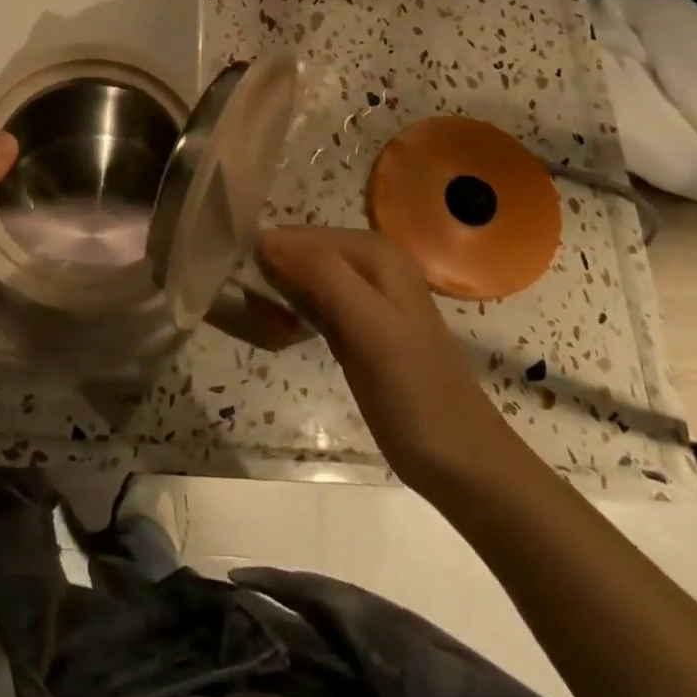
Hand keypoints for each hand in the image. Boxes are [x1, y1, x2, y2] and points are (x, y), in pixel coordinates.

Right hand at [256, 227, 514, 492]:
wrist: (462, 462)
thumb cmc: (415, 393)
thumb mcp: (368, 326)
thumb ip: (320, 275)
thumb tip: (261, 238)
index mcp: (374, 250)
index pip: (297, 234)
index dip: (265, 255)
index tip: (234, 286)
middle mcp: (368, 261)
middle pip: (297, 252)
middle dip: (267, 275)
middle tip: (245, 312)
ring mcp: (362, 295)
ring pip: (299, 277)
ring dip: (273, 295)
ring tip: (254, 322)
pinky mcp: (354, 325)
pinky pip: (308, 303)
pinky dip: (287, 314)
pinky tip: (276, 332)